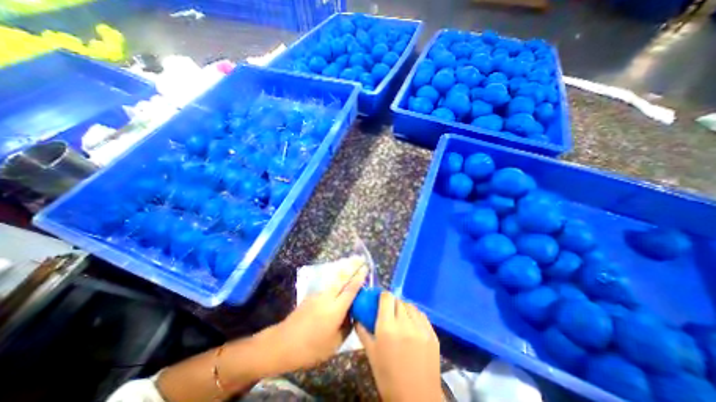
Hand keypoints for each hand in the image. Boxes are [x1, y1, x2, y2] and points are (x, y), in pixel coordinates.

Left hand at [269, 262, 368, 371]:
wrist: (282, 343)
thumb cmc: (311, 348)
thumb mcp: (334, 344)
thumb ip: (346, 326)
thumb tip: (353, 314)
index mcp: (336, 309)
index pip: (351, 289)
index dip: (359, 278)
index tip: (366, 267)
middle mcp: (328, 297)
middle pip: (342, 278)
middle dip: (352, 266)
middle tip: (360, 258)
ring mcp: (318, 295)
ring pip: (334, 280)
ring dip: (344, 272)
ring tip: (351, 266)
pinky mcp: (311, 297)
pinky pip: (327, 287)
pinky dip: (335, 282)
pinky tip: (338, 284)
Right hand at [356, 293, 442, 401]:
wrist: (416, 399)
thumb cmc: (388, 377)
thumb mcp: (371, 354)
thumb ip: (363, 331)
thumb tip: (358, 317)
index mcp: (387, 327)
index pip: (386, 297)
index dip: (382, 296)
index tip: (380, 301)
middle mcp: (405, 323)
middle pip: (398, 301)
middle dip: (392, 304)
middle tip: (389, 313)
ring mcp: (421, 328)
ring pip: (410, 306)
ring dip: (404, 308)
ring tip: (401, 319)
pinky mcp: (432, 334)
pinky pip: (422, 315)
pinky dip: (415, 315)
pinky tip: (412, 325)